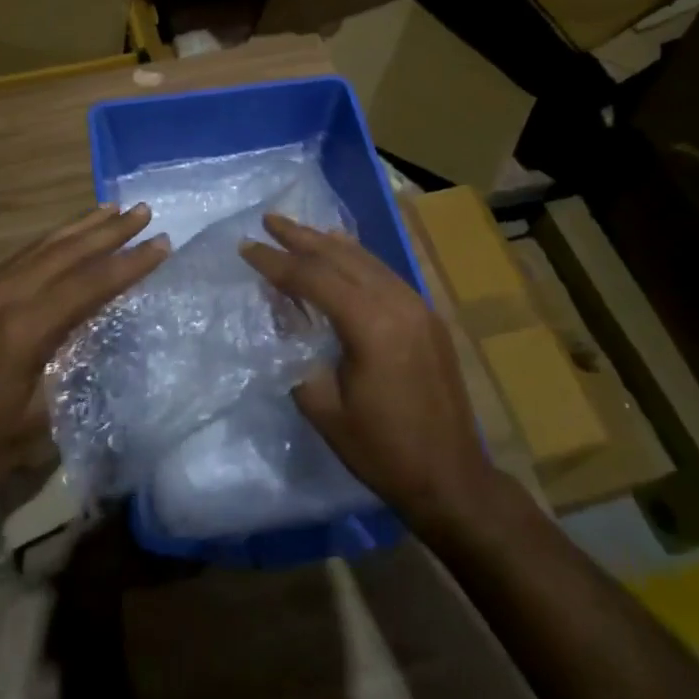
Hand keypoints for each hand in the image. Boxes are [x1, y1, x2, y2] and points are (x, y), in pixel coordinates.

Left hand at [0, 204, 168, 532]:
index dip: (130, 263)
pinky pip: (17, 261)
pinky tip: (62, 243)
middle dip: (107, 231)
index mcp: (23, 329)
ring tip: (109, 209)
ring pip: (38, 249)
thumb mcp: (39, 425)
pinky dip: (48, 245)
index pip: (89, 284)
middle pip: (64, 253)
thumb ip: (73, 372)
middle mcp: (1, 298)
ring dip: (77, 229)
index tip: (163, 242)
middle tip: (142, 210)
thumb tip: (99, 339)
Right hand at [241, 213, 498, 530]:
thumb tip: (280, 310)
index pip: (313, 278)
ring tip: (296, 230)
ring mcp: (418, 306)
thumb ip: (295, 350)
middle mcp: (398, 303)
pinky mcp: (427, 316)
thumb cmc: (381, 450)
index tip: (246, 247)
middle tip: (268, 219)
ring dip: (327, 243)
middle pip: (341, 256)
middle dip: (300, 237)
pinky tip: (340, 252)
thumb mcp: (322, 406)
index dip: (276, 262)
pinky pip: (384, 273)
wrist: (452, 479)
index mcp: (371, 325)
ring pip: (365, 259)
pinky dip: (355, 258)